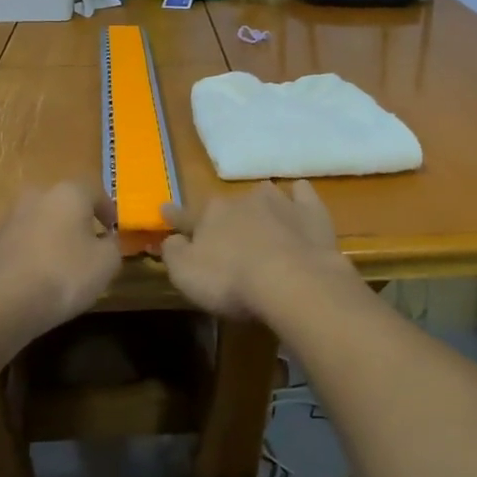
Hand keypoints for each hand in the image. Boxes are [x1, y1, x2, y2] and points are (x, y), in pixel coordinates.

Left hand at [0, 182, 122, 339]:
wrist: (1, 302)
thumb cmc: (64, 275)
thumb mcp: (106, 263)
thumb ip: (113, 245)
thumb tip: (107, 239)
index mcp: (68, 193)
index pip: (95, 193)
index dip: (108, 212)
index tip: (113, 231)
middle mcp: (36, 196)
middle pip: (63, 205)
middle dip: (75, 222)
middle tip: (85, 247)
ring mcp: (7, 218)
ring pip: (37, 223)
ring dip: (48, 237)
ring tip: (57, 266)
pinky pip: (16, 244)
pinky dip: (26, 255)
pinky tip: (30, 279)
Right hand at [161, 180, 351, 318]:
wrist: (293, 282)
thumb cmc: (232, 281)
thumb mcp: (186, 275)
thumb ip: (173, 253)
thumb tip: (170, 238)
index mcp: (210, 213)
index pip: (186, 215)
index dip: (174, 216)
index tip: (165, 210)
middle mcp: (243, 199)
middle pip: (228, 206)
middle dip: (225, 218)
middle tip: (227, 239)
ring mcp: (280, 202)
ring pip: (264, 196)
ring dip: (260, 206)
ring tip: (263, 223)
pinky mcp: (311, 212)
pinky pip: (301, 195)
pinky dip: (298, 198)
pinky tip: (298, 204)